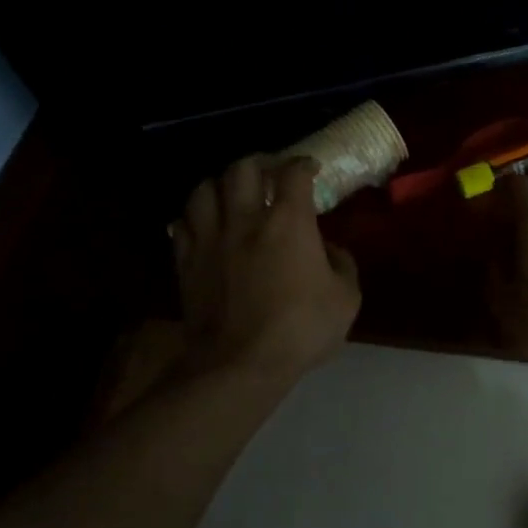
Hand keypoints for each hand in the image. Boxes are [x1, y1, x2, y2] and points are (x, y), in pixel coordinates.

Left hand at [172, 156, 360, 383]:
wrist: (240, 364)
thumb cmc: (301, 329)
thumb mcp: (346, 299)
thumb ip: (342, 265)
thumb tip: (329, 249)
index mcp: (288, 222)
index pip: (293, 174)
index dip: (303, 164)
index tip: (310, 168)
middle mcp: (245, 220)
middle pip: (242, 168)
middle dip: (259, 163)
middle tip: (269, 174)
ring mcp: (210, 239)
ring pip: (203, 189)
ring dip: (220, 185)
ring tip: (231, 194)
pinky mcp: (186, 262)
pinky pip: (181, 224)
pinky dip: (194, 217)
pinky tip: (204, 225)